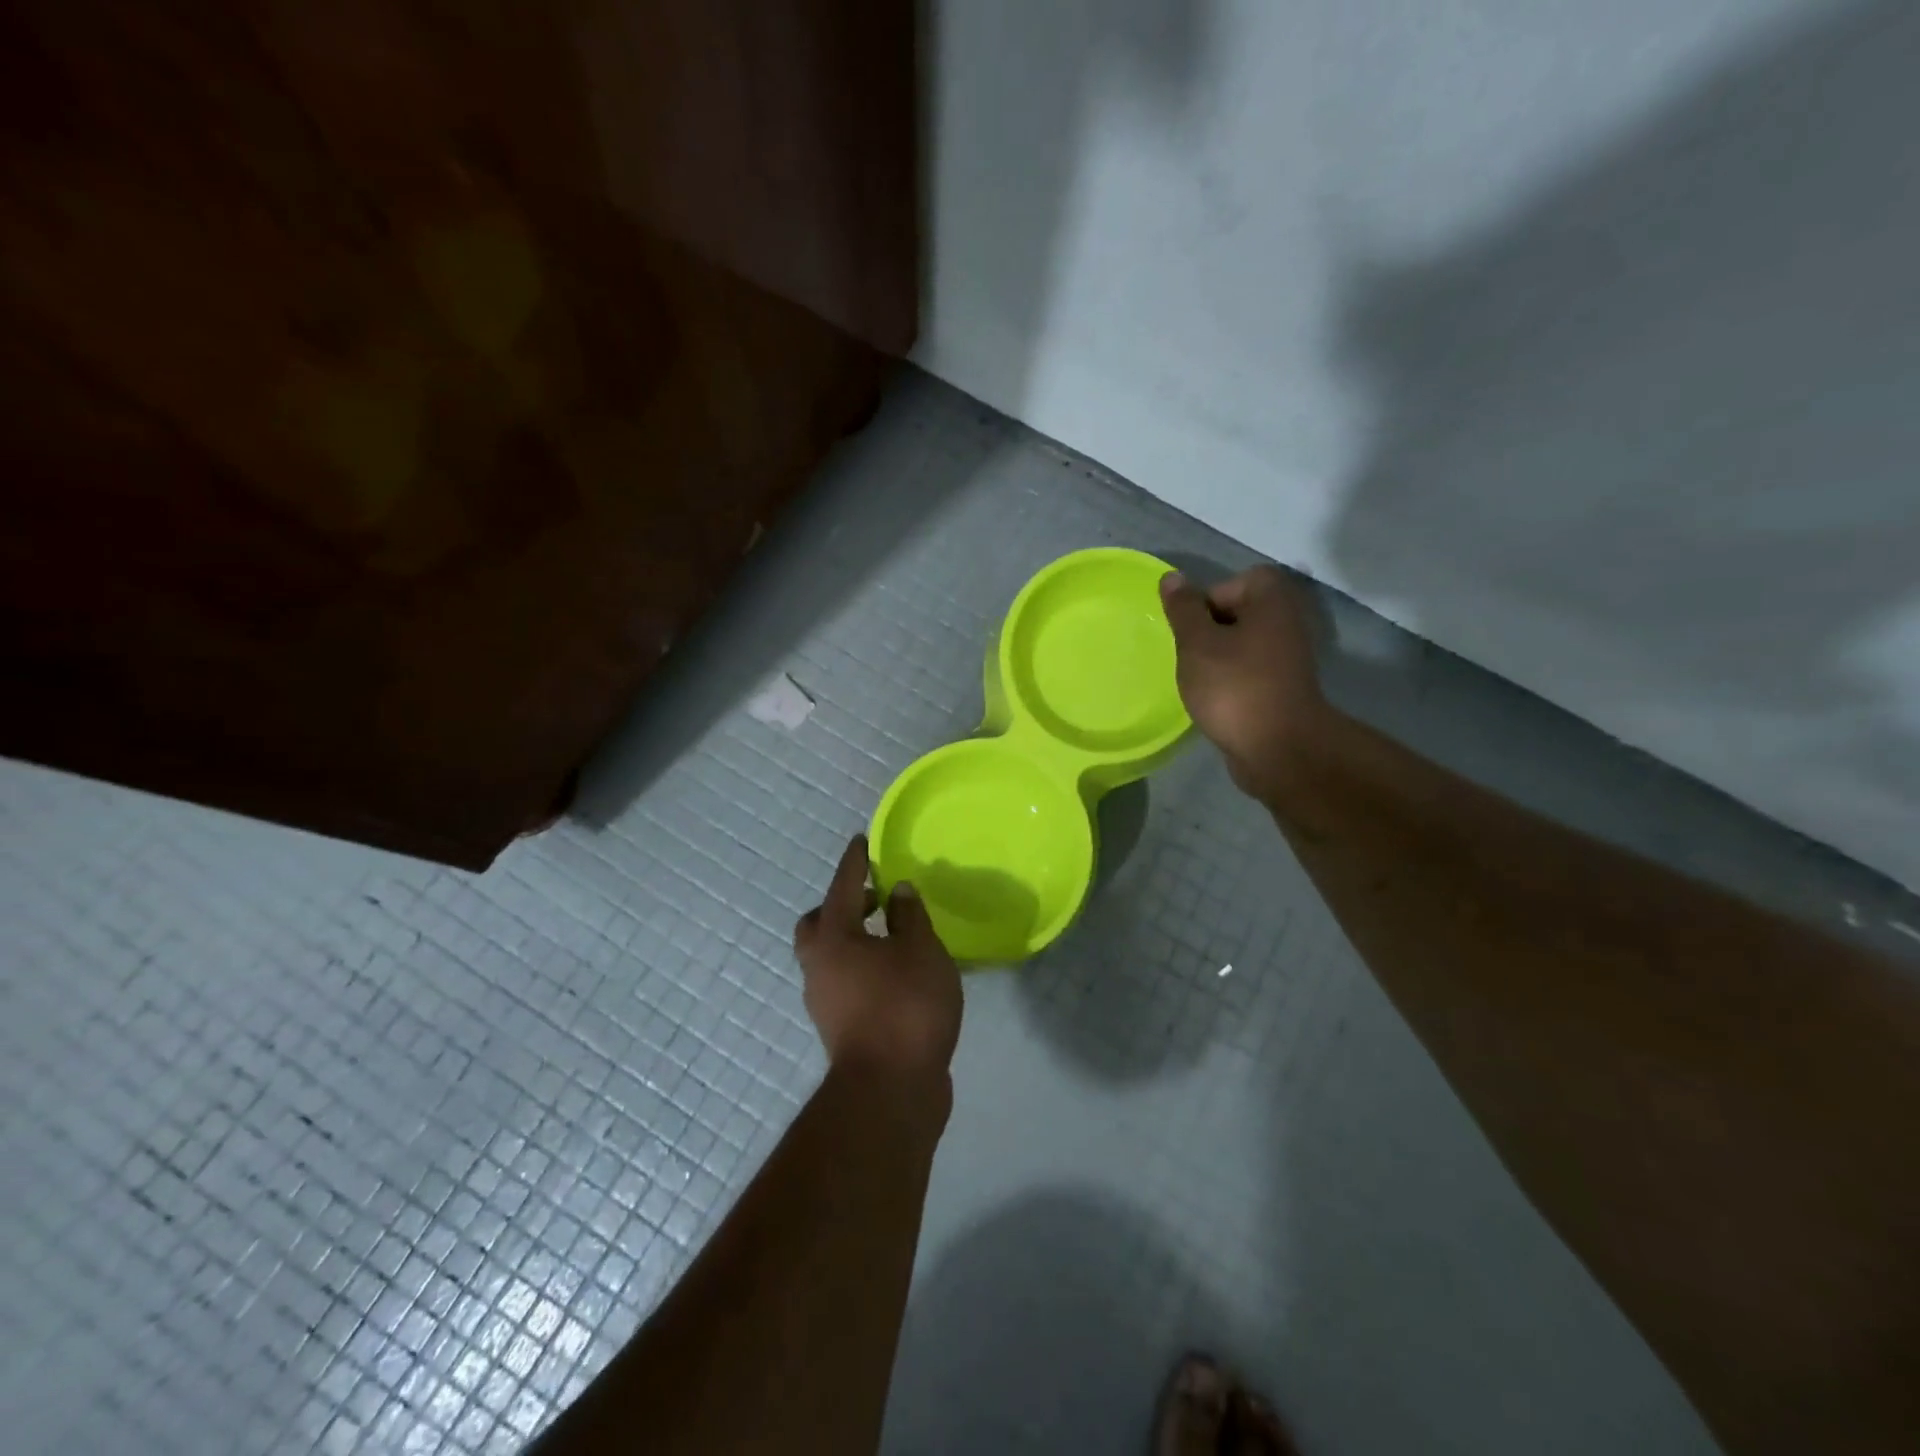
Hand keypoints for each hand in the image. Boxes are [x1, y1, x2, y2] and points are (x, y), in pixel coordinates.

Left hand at [794, 835, 962, 1085]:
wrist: (890, 1091)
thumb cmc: (906, 1007)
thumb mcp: (921, 951)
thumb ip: (909, 916)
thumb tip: (897, 891)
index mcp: (834, 938)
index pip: (842, 887)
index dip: (854, 862)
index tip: (860, 841)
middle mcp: (819, 966)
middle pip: (817, 924)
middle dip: (840, 906)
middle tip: (872, 899)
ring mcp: (825, 1001)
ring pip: (828, 957)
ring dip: (852, 940)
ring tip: (890, 937)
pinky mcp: (840, 1028)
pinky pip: (845, 982)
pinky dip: (862, 968)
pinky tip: (894, 974)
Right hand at [1159, 565, 1331, 803]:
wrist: (1278, 749)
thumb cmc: (1234, 687)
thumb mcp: (1197, 643)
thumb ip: (1183, 610)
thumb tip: (1172, 578)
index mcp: (1271, 601)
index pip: (1232, 583)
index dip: (1205, 603)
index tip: (1190, 633)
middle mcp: (1287, 621)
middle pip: (1237, 613)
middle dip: (1208, 632)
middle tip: (1190, 657)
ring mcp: (1289, 657)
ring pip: (1242, 644)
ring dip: (1218, 659)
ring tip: (1200, 681)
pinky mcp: (1284, 687)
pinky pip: (1250, 672)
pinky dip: (1232, 681)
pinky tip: (1216, 700)